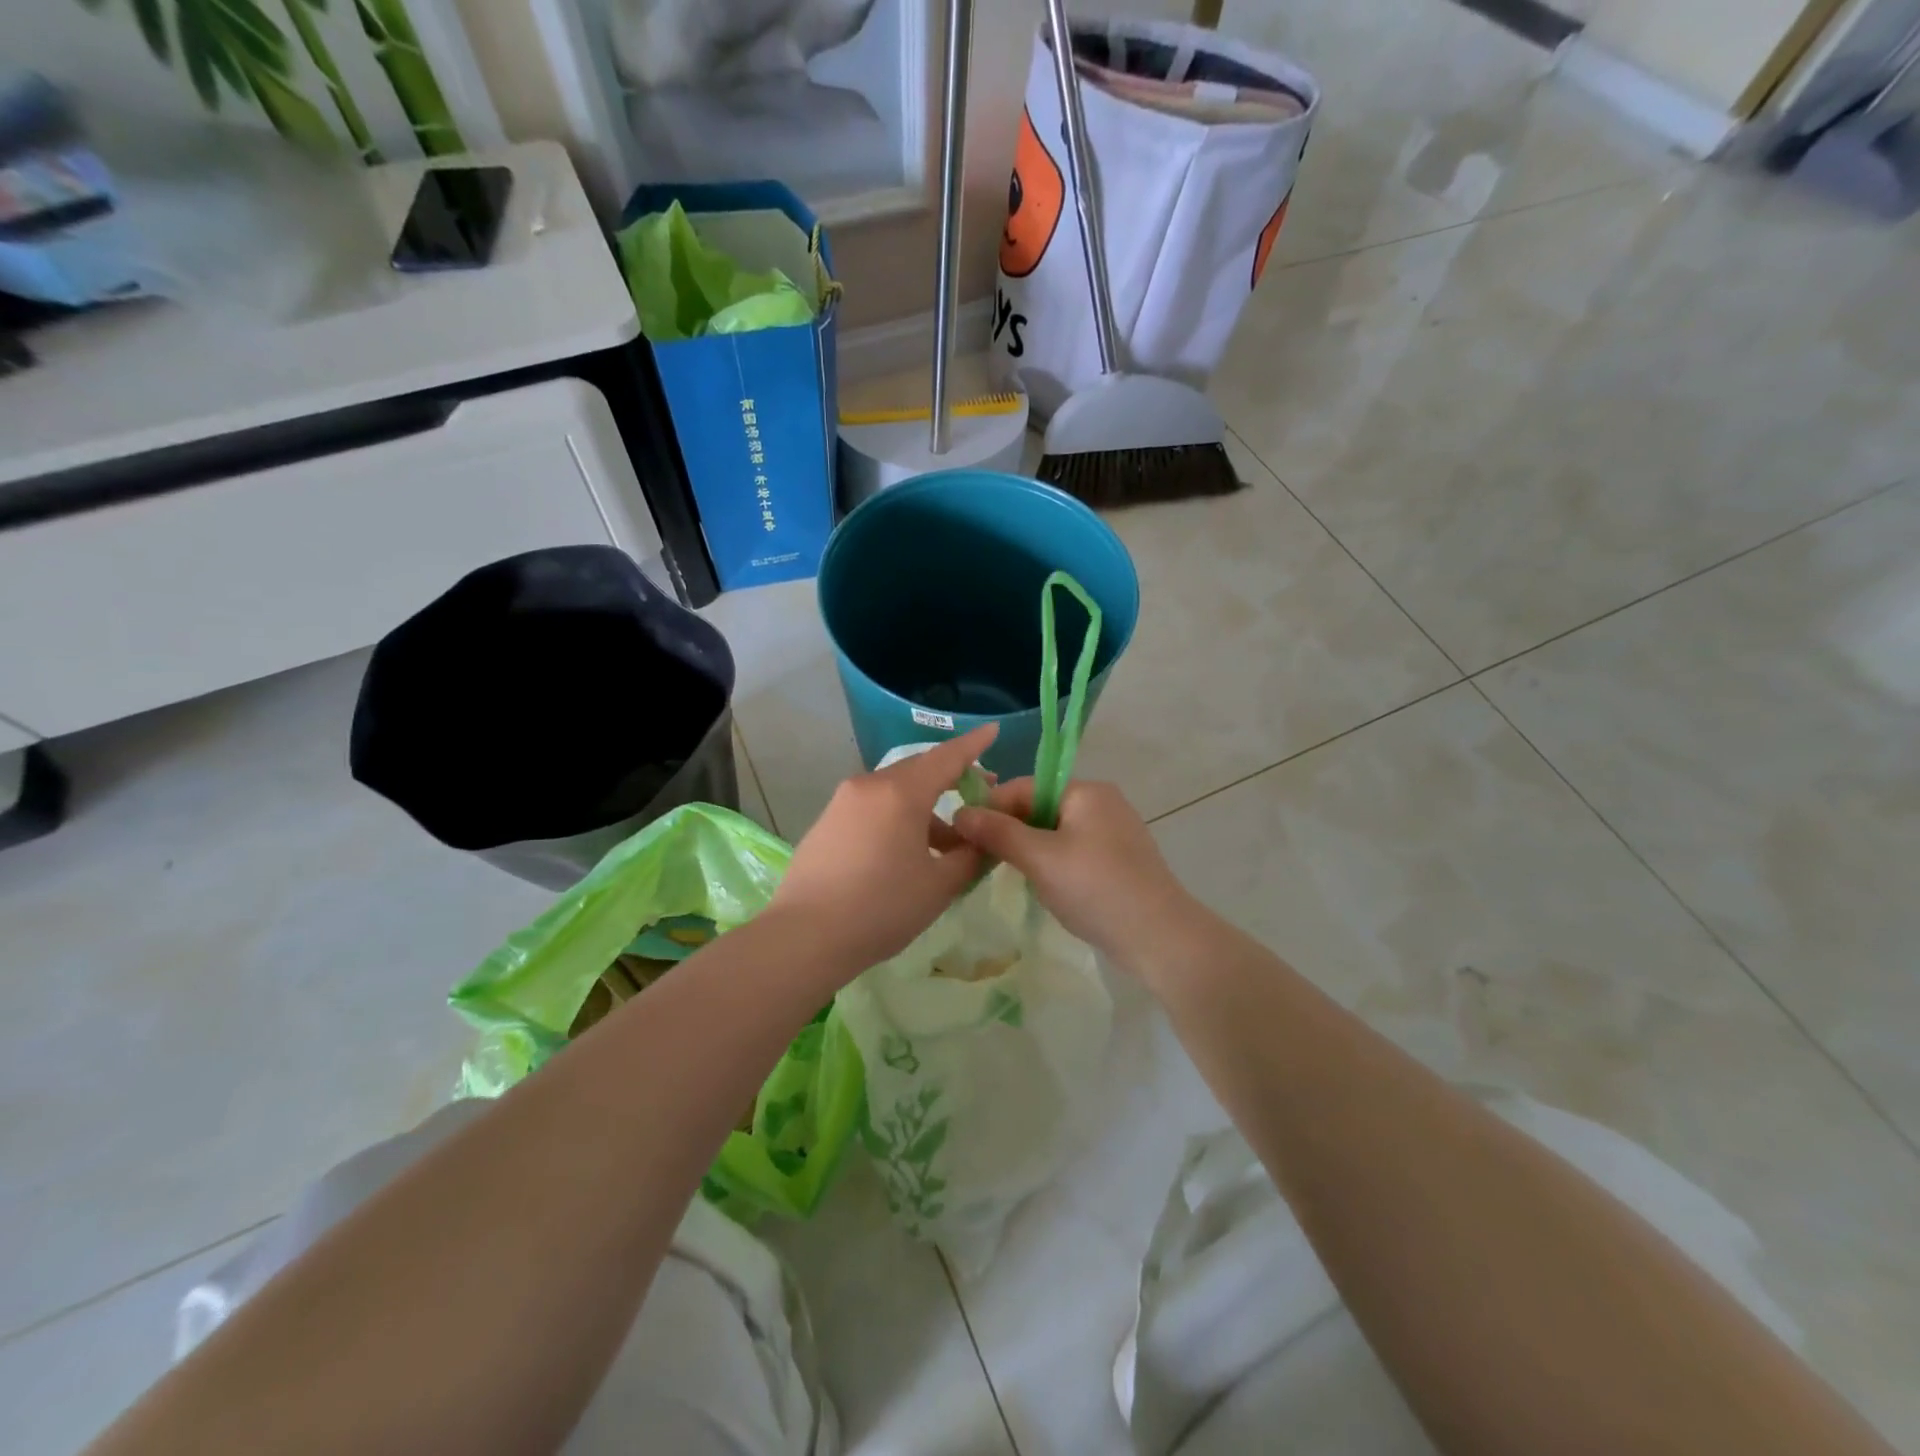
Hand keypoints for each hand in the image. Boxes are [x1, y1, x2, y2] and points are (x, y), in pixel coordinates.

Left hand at [768, 725, 996, 974]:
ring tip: (947, 843)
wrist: (804, 936)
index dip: (974, 744)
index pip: (946, 757)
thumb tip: (983, 841)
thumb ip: (970, 856)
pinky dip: (898, 817)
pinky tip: (907, 852)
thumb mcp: (939, 885)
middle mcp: (869, 785)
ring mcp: (843, 802)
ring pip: (895, 791)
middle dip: (951, 778)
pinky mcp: (827, 822)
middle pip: (919, 770)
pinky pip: (873, 807)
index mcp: (901, 792)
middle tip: (979, 796)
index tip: (993, 730)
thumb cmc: (881, 907)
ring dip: (925, 807)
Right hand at [951, 778, 1198, 967]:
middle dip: (1010, 831)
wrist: (1160, 937)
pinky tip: (1044, 887)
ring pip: (1055, 832)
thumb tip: (960, 812)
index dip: (991, 809)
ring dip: (1029, 850)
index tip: (963, 837)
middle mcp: (1102, 802)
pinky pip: (1074, 851)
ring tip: (1008, 875)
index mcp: (1085, 791)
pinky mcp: (1119, 859)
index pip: (1023, 787)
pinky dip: (1053, 864)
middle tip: (980, 860)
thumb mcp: (1040, 859)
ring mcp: (1114, 831)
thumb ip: (999, 833)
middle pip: (1039, 807)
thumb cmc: (1095, 888)